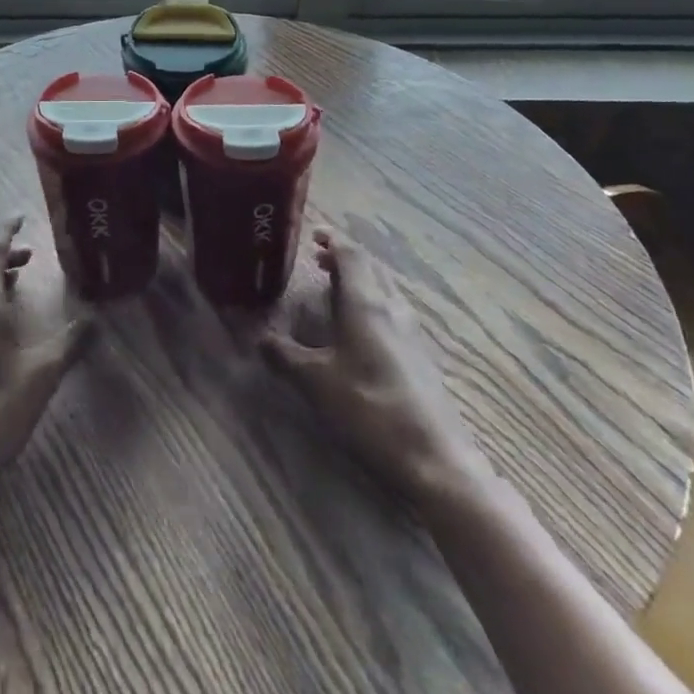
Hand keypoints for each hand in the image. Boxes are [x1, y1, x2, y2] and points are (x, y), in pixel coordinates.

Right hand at [259, 229, 495, 506]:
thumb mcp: (317, 382)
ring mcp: (411, 331)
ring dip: (359, 282)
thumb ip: (285, 356)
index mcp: (366, 303)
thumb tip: (258, 337)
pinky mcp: (420, 355)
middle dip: (343, 259)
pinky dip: (371, 304)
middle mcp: (392, 307)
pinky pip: (391, 311)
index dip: (332, 239)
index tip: (313, 235)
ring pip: (383, 290)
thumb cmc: (371, 408)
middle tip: (318, 261)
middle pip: (370, 268)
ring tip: (334, 291)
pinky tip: (359, 330)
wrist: (435, 458)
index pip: (351, 254)